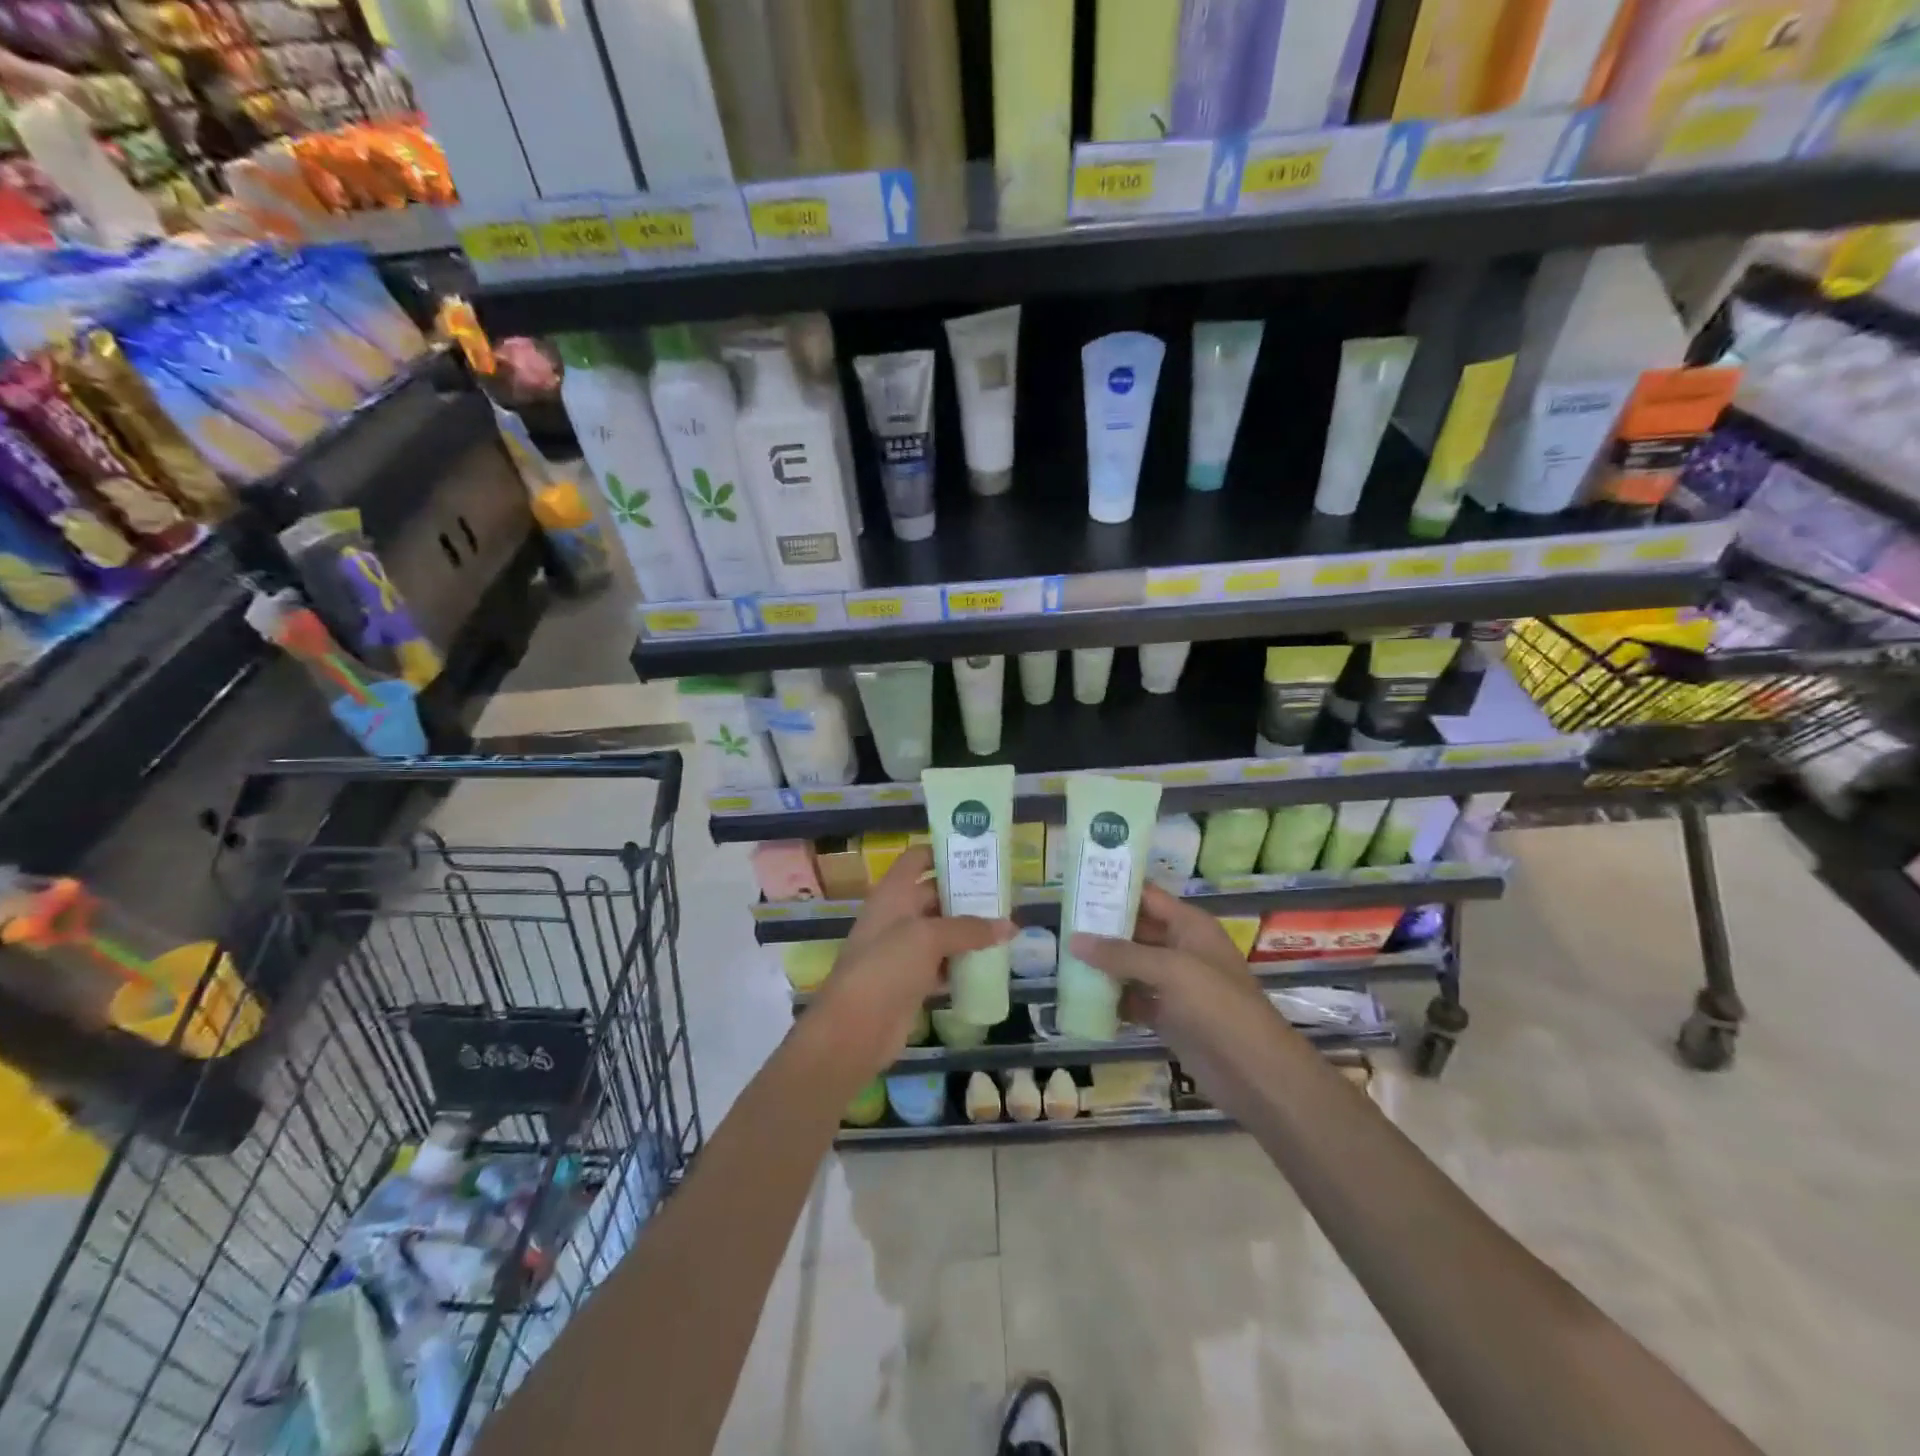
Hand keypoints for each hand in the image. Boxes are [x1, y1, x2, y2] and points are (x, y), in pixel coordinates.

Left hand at [811, 846, 1013, 1076]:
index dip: (943, 852)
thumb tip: (1010, 926)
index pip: (916, 859)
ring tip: (1006, 927)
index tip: (977, 854)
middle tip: (1005, 895)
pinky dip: (962, 963)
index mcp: (893, 893)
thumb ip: (969, 929)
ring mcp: (902, 951)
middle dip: (966, 895)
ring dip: (969, 931)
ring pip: (941, 932)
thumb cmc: (886, 966)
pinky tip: (990, 964)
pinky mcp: (911, 982)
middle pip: (934, 895)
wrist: (854, 1028)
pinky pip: (942, 964)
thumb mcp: (928, 938)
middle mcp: (897, 916)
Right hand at [1069, 883, 1291, 1081]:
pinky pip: (1135, 1000)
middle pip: (1136, 931)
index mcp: (1190, 926)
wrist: (1256, 1072)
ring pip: (1132, 966)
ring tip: (1063, 958)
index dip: (1115, 889)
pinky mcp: (1170, 1017)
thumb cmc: (1217, 1006)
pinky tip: (1083, 997)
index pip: (1147, 897)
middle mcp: (1182, 949)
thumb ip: (1120, 954)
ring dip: (1104, 965)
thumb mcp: (1169, 970)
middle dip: (1102, 929)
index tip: (1076, 886)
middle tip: (1061, 925)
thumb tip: (1074, 939)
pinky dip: (1113, 999)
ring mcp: (1176, 985)